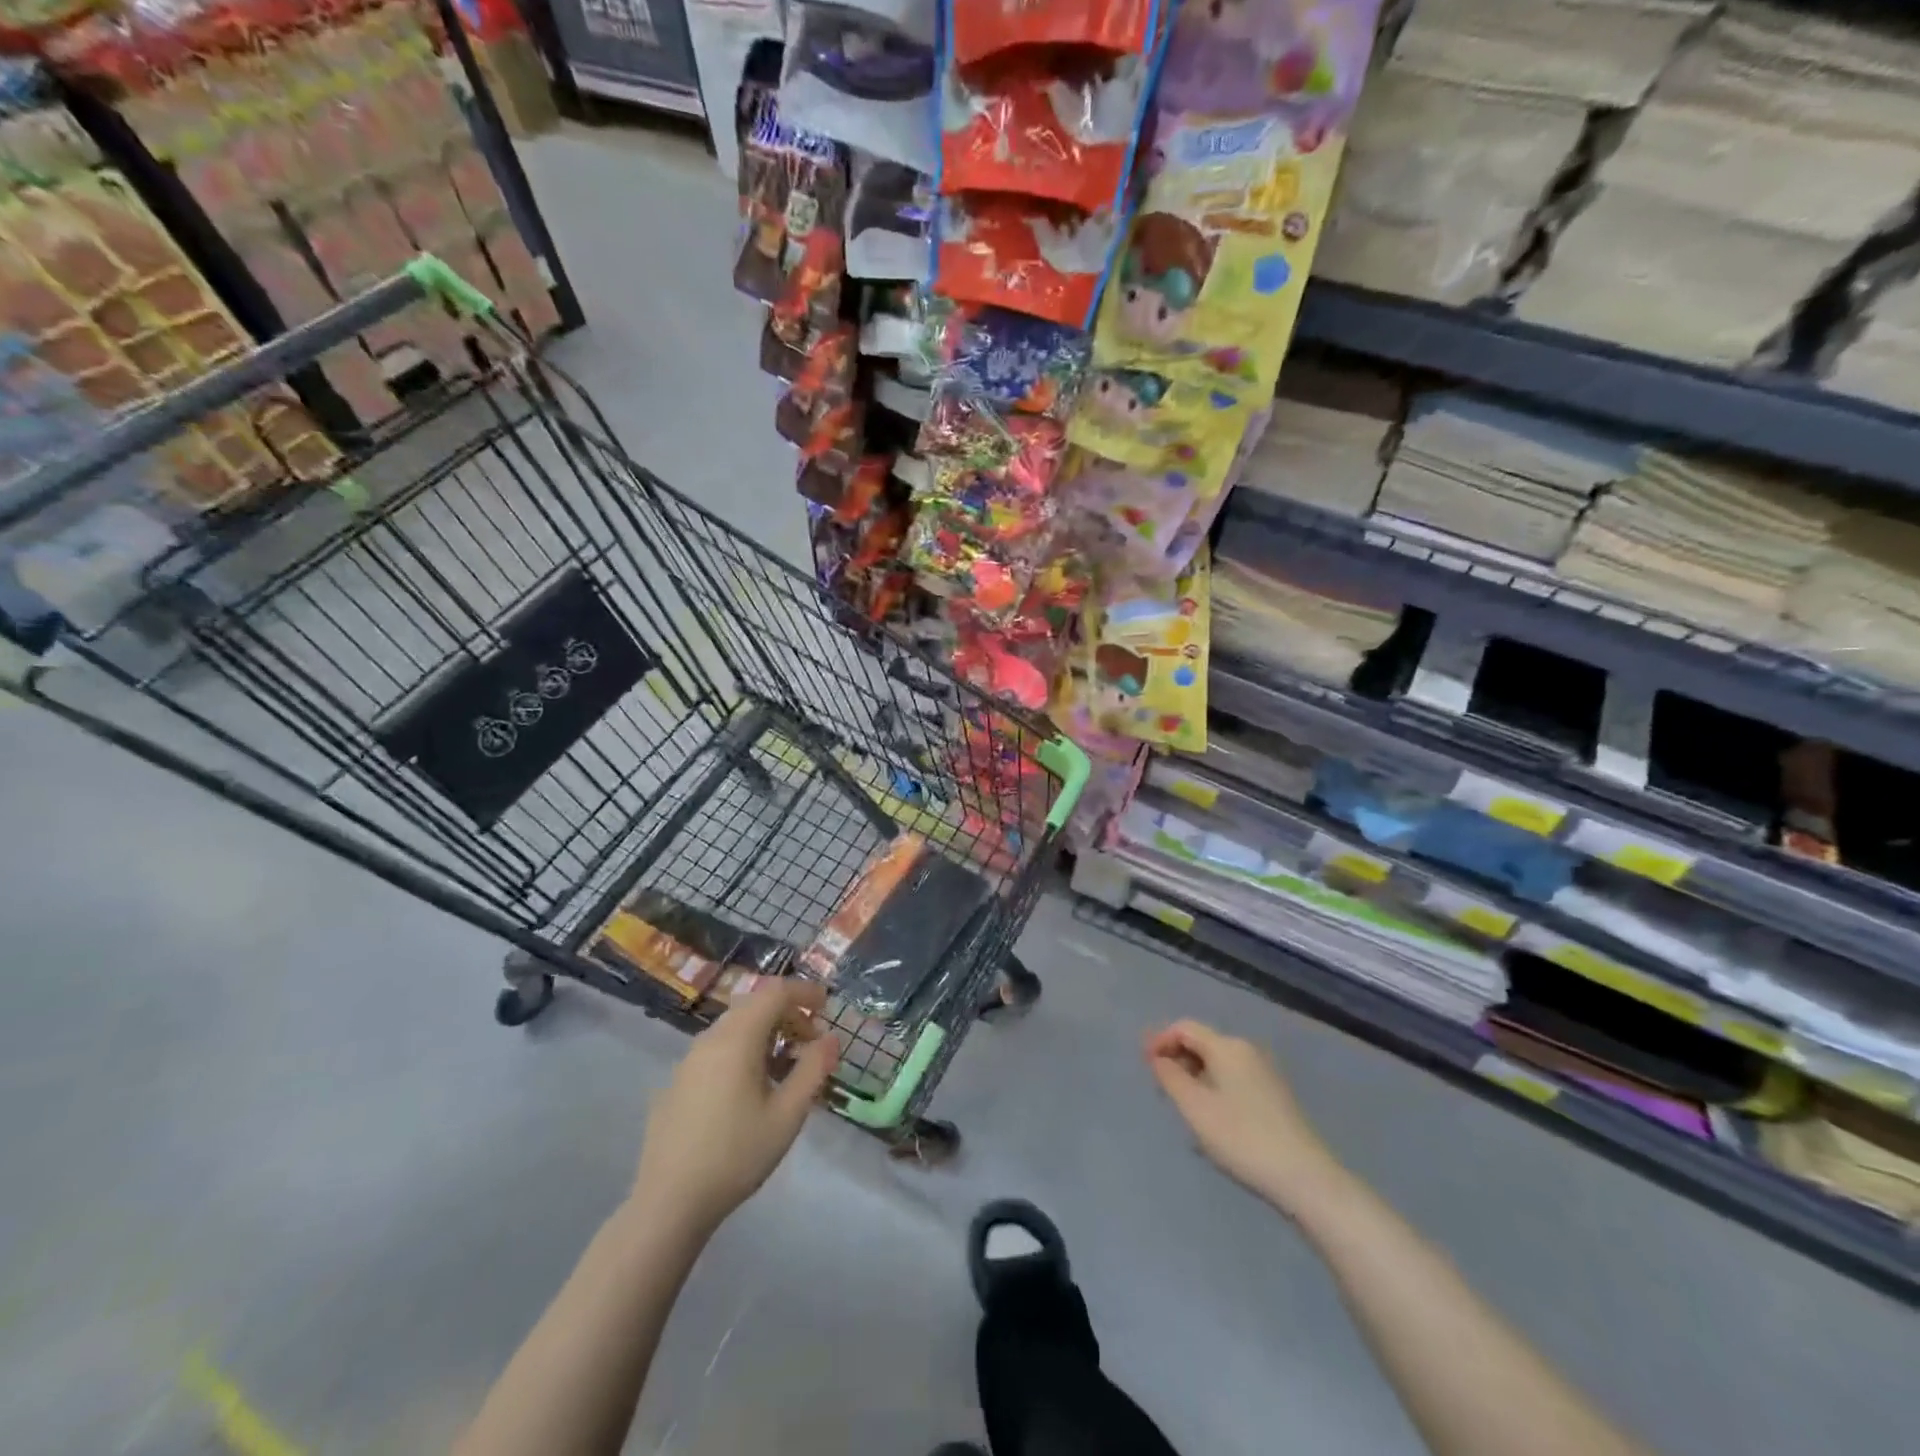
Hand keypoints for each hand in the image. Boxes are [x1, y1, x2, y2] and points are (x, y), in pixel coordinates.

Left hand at [629, 980, 839, 1235]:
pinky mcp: (677, 1083)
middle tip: (811, 1039)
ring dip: (765, 1032)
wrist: (669, 1203)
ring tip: (785, 1065)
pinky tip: (751, 1088)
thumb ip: (813, 1070)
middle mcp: (710, 1039)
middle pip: (753, 1004)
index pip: (774, 993)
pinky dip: (742, 1050)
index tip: (827, 1005)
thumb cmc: (736, 1155)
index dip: (804, 992)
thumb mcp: (787, 1115)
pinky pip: (717, 1049)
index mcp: (737, 1039)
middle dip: (786, 1012)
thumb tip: (831, 1038)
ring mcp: (688, 1060)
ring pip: (733, 1026)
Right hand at [1146, 1020, 1344, 1216]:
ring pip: (1218, 1063)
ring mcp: (1265, 1072)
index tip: (1145, 1067)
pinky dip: (1215, 1089)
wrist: (1306, 1178)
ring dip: (1195, 1078)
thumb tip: (1158, 1057)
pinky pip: (1234, 1079)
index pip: (1184, 1027)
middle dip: (1177, 1060)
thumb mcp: (1194, 1108)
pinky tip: (1213, 1121)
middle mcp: (1247, 1050)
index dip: (1160, 1041)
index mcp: (1227, 1047)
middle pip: (1202, 1043)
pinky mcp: (1275, 1095)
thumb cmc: (1242, 1138)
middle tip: (1162, 1092)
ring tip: (1184, 1109)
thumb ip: (1170, 1077)